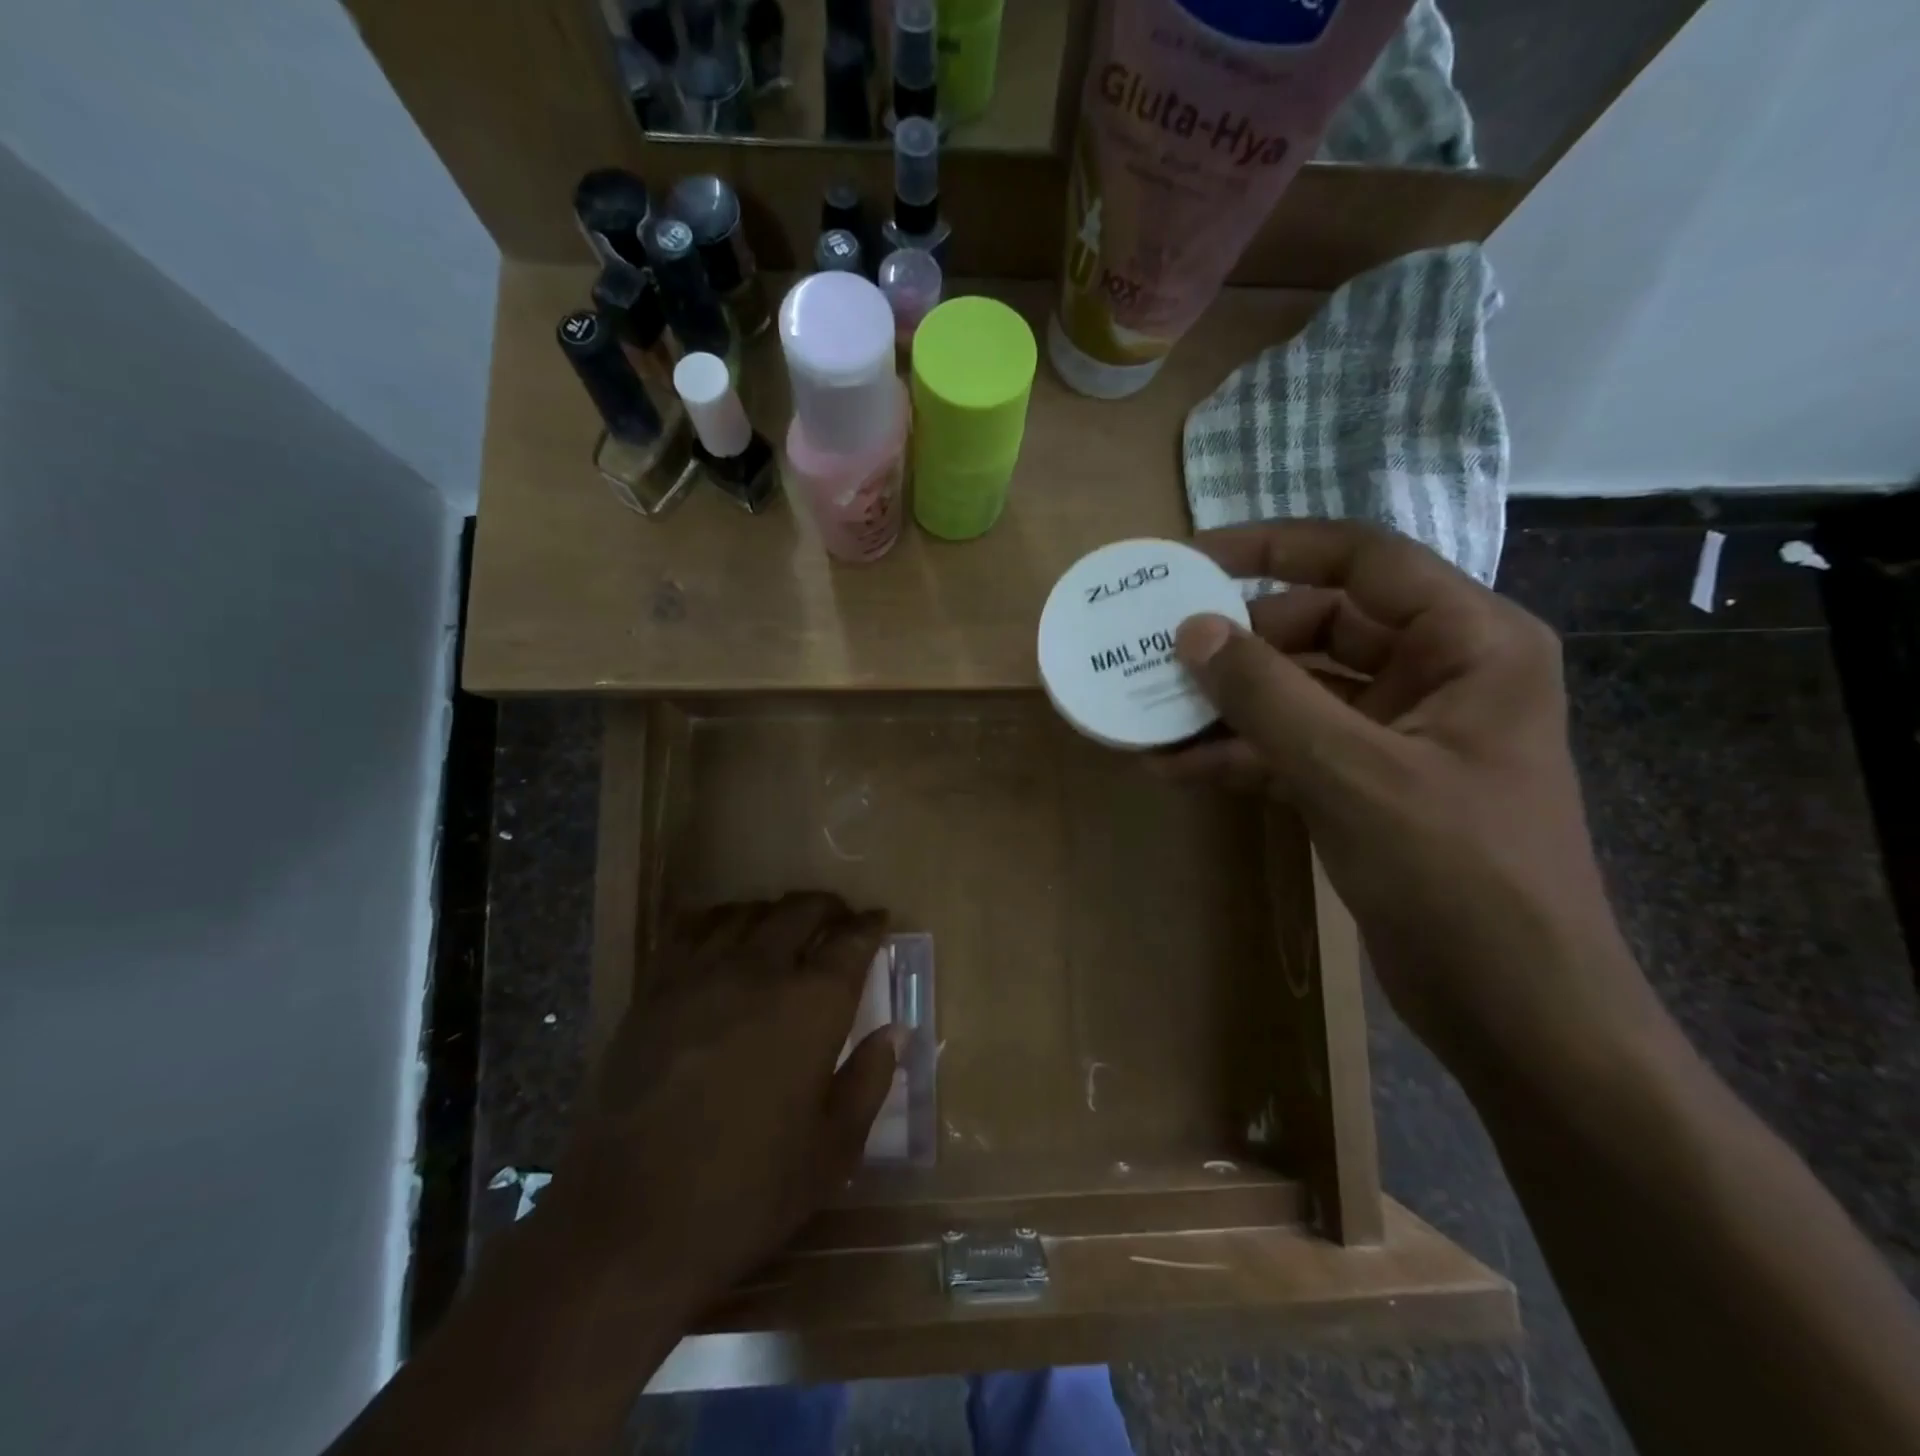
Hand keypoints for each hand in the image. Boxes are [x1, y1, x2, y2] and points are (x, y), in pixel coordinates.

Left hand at [537, 893, 897, 1315]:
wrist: (627, 1223)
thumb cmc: (746, 1193)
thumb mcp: (832, 1151)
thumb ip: (869, 1081)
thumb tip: (896, 1032)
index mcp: (812, 1005)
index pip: (852, 942)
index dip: (870, 926)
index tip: (879, 920)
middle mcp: (760, 971)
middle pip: (800, 911)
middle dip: (828, 907)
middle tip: (839, 918)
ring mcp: (701, 974)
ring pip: (746, 912)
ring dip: (775, 911)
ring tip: (784, 926)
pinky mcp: (654, 990)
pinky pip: (691, 930)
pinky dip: (719, 920)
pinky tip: (723, 936)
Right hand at [1164, 520, 1660, 1078]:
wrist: (1517, 1011)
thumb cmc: (1459, 876)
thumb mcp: (1353, 773)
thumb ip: (1267, 696)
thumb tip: (1191, 631)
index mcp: (1468, 642)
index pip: (1361, 561)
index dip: (1273, 549)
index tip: (1191, 562)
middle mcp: (1437, 673)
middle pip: (1318, 626)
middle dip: (1236, 645)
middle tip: (1155, 653)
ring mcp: (1398, 732)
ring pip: (1296, 692)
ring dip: (1226, 705)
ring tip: (1148, 712)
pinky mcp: (1366, 784)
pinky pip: (1291, 747)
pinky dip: (1238, 755)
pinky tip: (1173, 767)